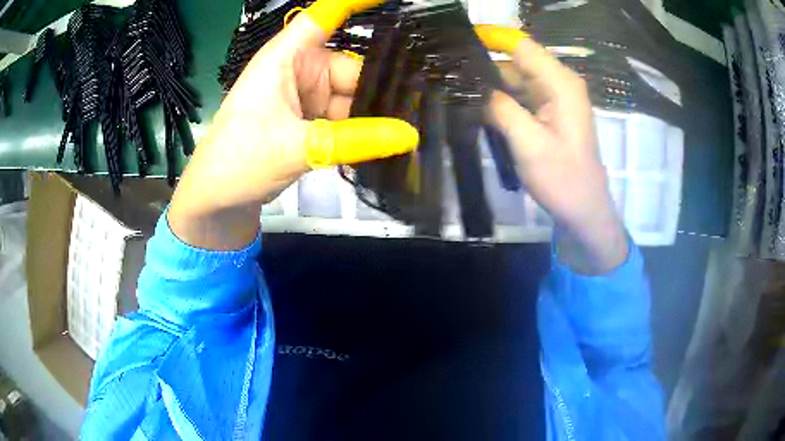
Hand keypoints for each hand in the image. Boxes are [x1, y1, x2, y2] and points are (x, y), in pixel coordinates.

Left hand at [168, 0, 417, 249]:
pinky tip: (383, 143)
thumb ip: (354, 140)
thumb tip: (408, 136)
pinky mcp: (309, 120)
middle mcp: (299, 70)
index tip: (393, 0)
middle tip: (419, 109)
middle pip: (351, 67)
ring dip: (373, 114)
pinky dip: (360, 131)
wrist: (218, 196)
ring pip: (351, 96)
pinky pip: (344, 118)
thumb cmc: (239, 158)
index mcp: (286, 57)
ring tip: (406, 132)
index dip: (356, 3)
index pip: (324, 17)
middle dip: (380, 87)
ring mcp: (305, 96)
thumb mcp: (297, 146)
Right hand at [476, 26, 627, 273]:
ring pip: (514, 78)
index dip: (488, 38)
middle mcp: (558, 82)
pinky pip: (519, 95)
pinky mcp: (548, 111)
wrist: (583, 209)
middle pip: (515, 60)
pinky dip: (499, 98)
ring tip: (455, 89)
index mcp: (560, 83)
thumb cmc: (562, 179)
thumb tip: (471, 85)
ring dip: (488, 83)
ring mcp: (553, 97)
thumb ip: (500, 107)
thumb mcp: (528, 143)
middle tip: (447, 73)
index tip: (455, 41)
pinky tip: (476, 104)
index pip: (520, 45)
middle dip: (483, 63)